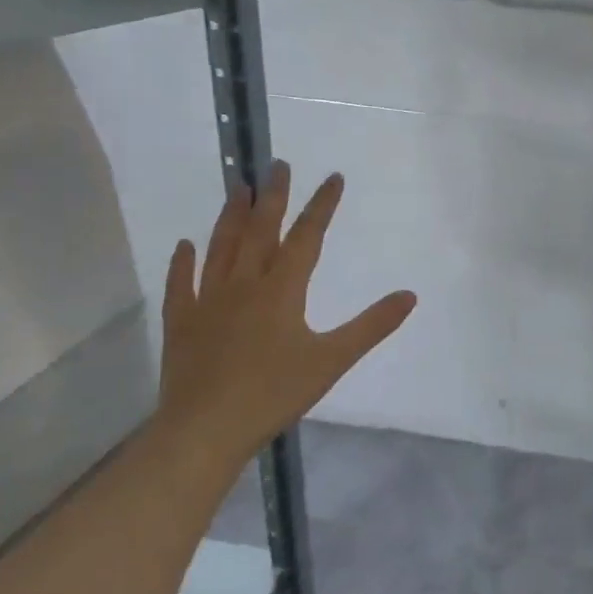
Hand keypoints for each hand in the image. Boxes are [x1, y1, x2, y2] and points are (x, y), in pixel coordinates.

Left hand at [155, 161, 416, 469]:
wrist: (205, 429)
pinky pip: (182, 283)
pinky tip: (185, 244)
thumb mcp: (333, 360)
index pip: (306, 237)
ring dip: (231, 216)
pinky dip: (184, 262)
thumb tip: (410, 295)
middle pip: (260, 231)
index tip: (333, 177)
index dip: (321, 206)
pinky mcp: (182, 323)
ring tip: (239, 188)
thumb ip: (372, 326)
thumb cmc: (274, 393)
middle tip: (276, 164)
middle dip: (273, 196)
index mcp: (282, 290)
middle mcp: (243, 284)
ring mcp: (207, 301)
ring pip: (221, 248)